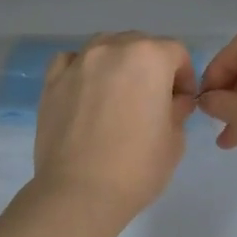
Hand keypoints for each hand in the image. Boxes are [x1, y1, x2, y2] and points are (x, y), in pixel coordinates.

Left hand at [33, 32, 196, 231]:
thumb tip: (173, 102)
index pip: (176, 52)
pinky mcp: (51, 81)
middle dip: (151, 67)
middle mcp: (112, 49)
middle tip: (152, 101)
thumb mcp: (174, 141)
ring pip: (105, 47)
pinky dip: (82, 68)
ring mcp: (78, 63)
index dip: (184, 76)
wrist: (79, 193)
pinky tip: (86, 91)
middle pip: (139, 44)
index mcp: (149, 58)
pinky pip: (71, 61)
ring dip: (118, 63)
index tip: (181, 103)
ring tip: (117, 95)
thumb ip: (177, 110)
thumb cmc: (136, 168)